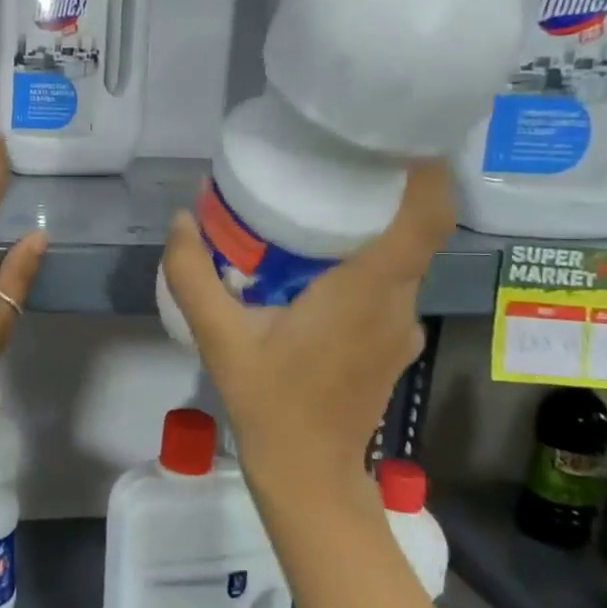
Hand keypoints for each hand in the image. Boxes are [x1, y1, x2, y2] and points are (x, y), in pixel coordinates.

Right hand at [162, 160, 452, 493]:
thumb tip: (181, 220)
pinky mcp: (394, 344)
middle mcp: (397, 304)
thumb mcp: (219, 337)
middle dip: (384, 190)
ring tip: (320, 207)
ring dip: (371, 230)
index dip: (426, 171)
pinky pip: (387, 287)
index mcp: (365, 292)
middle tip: (336, 159)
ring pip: (400, 260)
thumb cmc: (269, 402)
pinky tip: (317, 270)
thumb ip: (193, 276)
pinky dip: (364, 264)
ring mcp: (402, 327)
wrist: (307, 472)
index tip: (398, 135)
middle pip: (413, 230)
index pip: (425, 218)